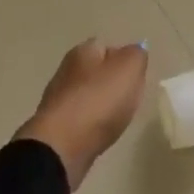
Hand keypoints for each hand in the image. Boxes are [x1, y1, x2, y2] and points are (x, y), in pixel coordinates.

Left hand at [15, 39, 148, 190]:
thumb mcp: (129, 68)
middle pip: (96, 71)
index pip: (106, 46)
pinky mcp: (56, 128)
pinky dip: (92, 125)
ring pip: (88, 96)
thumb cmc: (99, 101)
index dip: (124, 59)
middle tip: (130, 97)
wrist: (61, 148)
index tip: (137, 76)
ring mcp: (58, 100)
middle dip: (112, 82)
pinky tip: (101, 133)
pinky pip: (81, 120)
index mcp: (82, 51)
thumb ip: (137, 55)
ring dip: (101, 104)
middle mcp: (66, 70)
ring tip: (118, 117)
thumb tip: (135, 51)